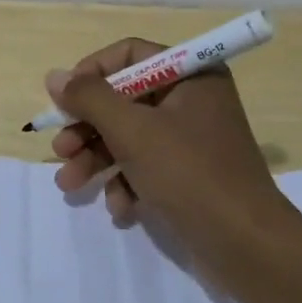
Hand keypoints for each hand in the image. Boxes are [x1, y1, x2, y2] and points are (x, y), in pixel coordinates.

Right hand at [48, 39, 287, 258]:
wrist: (247, 247)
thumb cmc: (189, 174)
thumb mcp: (131, 131)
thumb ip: (89, 99)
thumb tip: (54, 76)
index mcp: (191, 76)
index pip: (130, 55)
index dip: (92, 73)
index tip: (64, 100)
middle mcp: (193, 100)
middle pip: (124, 100)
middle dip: (87, 128)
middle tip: (60, 151)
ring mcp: (192, 140)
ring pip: (129, 137)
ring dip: (96, 160)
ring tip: (70, 185)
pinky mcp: (189, 176)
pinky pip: (146, 167)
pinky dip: (127, 184)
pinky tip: (119, 209)